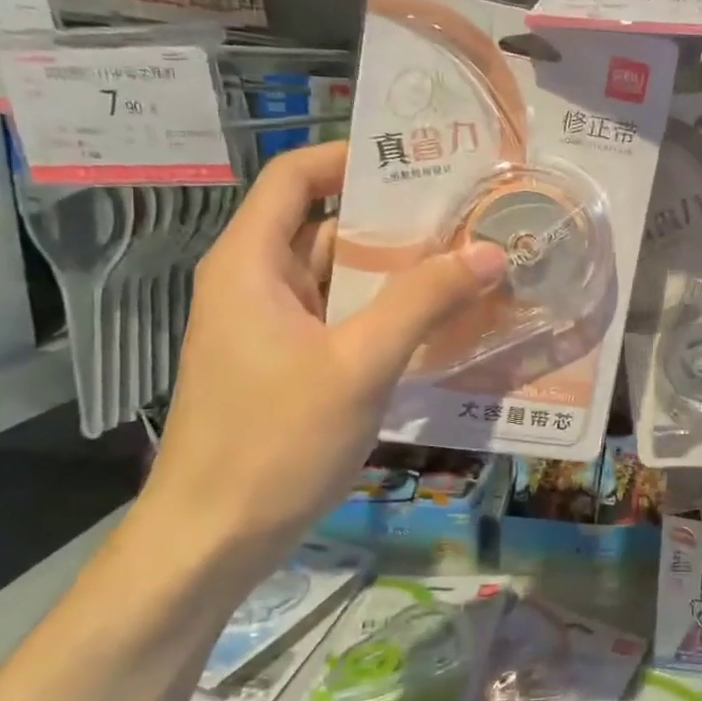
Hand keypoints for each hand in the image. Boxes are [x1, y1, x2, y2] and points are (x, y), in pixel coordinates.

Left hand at [140, 143, 506, 575]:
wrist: (211, 542)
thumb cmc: (274, 441)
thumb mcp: (358, 364)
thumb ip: (423, 302)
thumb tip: (490, 251)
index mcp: (251, 263)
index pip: (296, 178)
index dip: (351, 158)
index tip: (419, 163)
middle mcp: (256, 284)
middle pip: (325, 226)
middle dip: (394, 220)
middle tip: (467, 215)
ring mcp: (272, 329)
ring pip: (339, 278)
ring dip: (396, 272)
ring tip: (467, 262)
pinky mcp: (289, 366)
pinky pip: (342, 320)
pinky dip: (385, 314)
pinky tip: (438, 322)